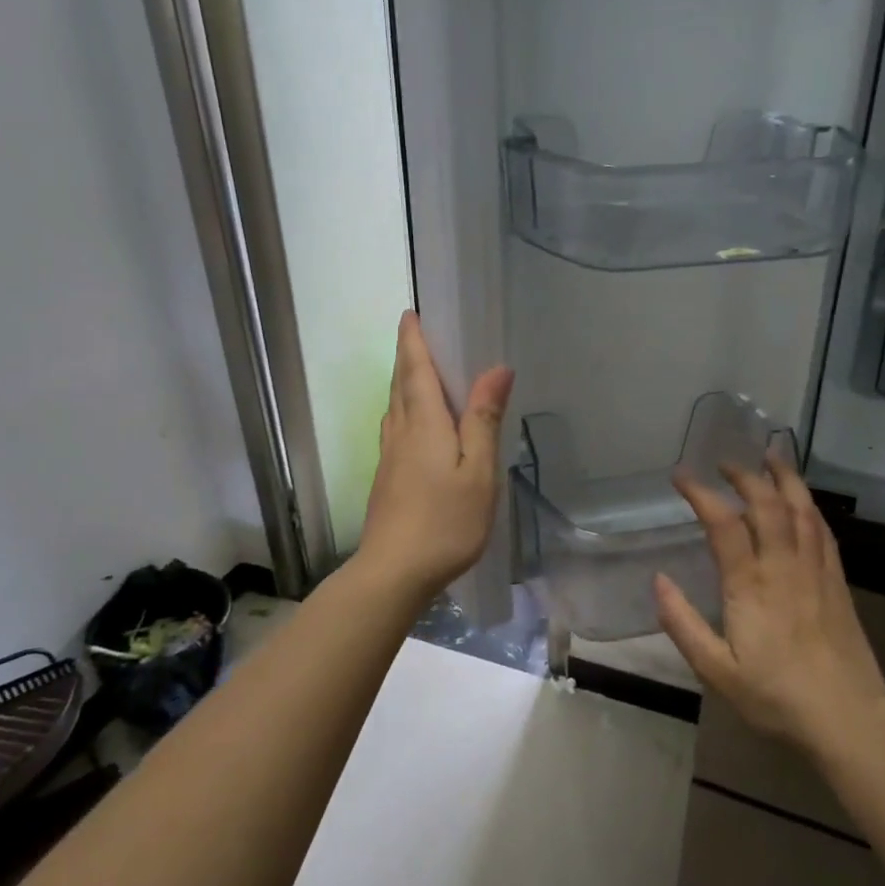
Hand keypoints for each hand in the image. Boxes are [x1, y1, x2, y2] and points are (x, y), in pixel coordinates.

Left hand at [357, 312, 514, 594]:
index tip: (411, 313)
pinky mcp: (387, 479)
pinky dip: (406, 410)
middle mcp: (401, 432)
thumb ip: (484, 418)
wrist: (394, 572)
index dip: (413, 340)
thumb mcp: (478, 470)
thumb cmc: (444, 520)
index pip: (415, 369)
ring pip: (395, 407)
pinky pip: (397, 428)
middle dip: (408, 356)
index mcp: (424, 423)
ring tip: (421, 372)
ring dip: (405, 382)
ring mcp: (390, 457)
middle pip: (401, 384)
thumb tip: (496, 368)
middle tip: (419, 334)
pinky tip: (418, 425)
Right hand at [655, 458, 884, 759]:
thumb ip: (683, 624)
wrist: (848, 717)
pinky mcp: (837, 581)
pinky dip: (809, 506)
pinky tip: (803, 501)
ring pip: (801, 509)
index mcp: (749, 584)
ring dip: (784, 478)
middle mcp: (783, 566)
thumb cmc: (776, 697)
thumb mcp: (717, 670)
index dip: (701, 493)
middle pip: (766, 504)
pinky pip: (823, 531)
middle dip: (744, 476)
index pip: (723, 523)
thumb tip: (659, 581)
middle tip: (725, 462)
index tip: (681, 476)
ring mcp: (815, 570)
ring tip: (771, 457)